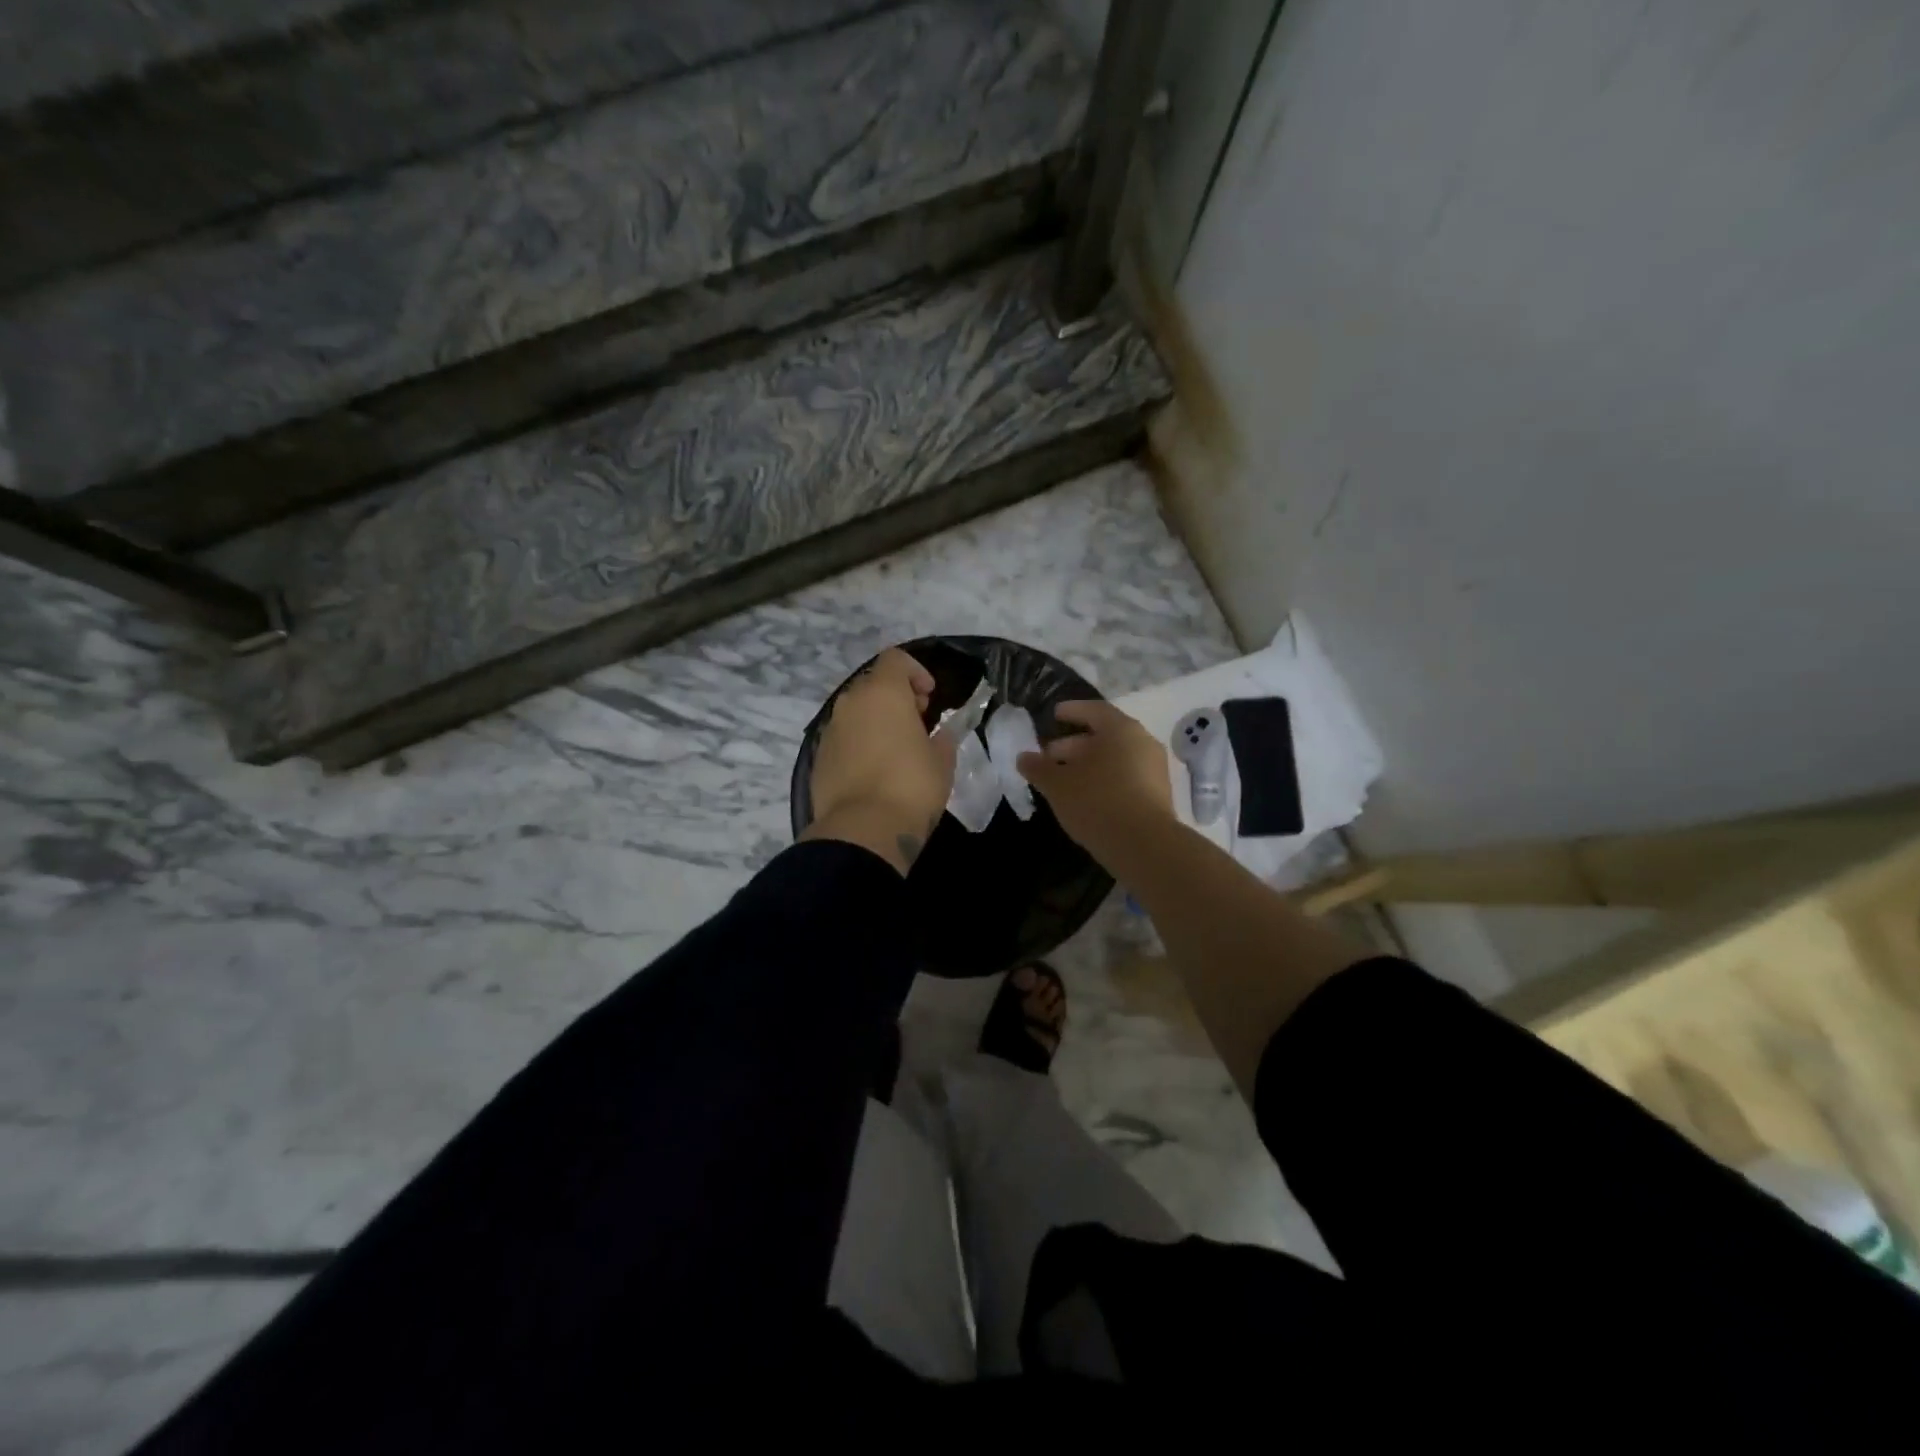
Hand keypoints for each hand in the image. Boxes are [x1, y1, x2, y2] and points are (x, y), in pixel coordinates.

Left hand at [802, 648, 956, 874]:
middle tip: (917, 722)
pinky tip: (875, 771)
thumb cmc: (911, 786)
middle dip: (896, 696)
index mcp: (883, 693)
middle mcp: (851, 703)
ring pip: (855, 712)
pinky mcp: (818, 757)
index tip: (930, 697)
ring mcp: (830, 730)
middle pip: (873, 683)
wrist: (863, 831)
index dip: (915, 672)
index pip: (895, 659)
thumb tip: (938, 735)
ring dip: (876, 720)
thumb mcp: (942, 761)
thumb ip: (942, 739)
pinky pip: (843, 738)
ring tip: (897, 749)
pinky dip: (859, 743)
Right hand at [1017, 699, 1175, 865]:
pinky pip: (1126, 777)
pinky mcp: (1158, 795)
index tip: (1054, 715)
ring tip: (1064, 780)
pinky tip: (1086, 798)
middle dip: (1074, 745)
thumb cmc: (1097, 802)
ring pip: (1115, 759)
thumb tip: (1023, 757)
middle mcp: (1143, 743)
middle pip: (1105, 736)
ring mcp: (1154, 770)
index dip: (1072, 711)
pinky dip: (1105, 780)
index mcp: (1121, 729)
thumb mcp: (1058, 785)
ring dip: (1089, 765)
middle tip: (1049, 756)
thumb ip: (1038, 768)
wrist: (1144, 846)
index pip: (1094, 710)